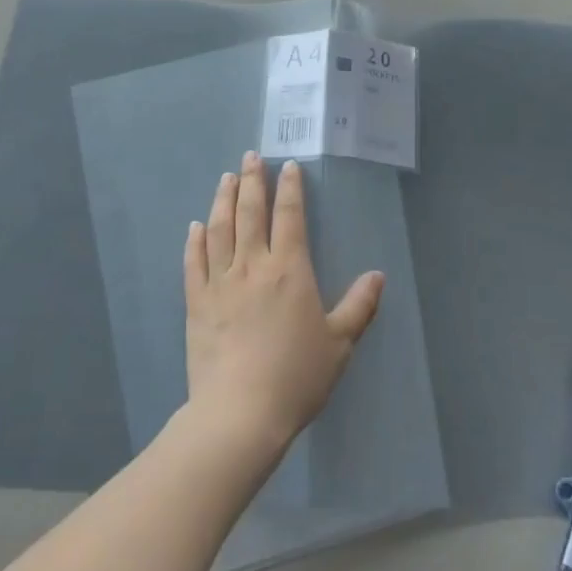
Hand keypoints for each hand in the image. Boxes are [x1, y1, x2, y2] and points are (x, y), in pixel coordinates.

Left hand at [183, 151, 384, 461]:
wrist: (240, 413)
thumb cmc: (296, 377)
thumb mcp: (339, 344)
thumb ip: (359, 306)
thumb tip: (377, 276)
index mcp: (290, 270)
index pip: (290, 217)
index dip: (290, 189)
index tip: (287, 166)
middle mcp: (253, 266)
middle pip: (250, 213)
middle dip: (252, 181)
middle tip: (250, 156)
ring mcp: (220, 282)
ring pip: (220, 229)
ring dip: (223, 200)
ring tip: (226, 178)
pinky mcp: (196, 303)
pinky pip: (193, 262)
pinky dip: (195, 240)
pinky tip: (196, 226)